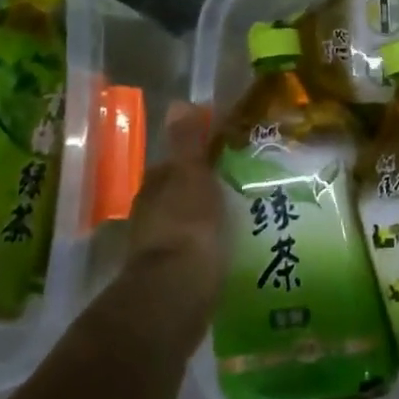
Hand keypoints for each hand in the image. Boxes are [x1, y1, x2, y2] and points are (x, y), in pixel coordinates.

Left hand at [119, 102, 226, 339]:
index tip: (227, 156)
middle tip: (244, 186)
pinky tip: (236, 248)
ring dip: (210, 220)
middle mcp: (151, 217)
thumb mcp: (192, 175)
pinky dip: (212, 247)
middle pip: (180, 195)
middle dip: (206, 191)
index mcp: (154, 189)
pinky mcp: (175, 279)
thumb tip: (179, 102)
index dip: (198, 158)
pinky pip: (197, 253)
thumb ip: (188, 143)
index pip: (175, 165)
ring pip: (189, 224)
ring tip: (247, 217)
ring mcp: (161, 249)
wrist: (175, 295)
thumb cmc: (186, 226)